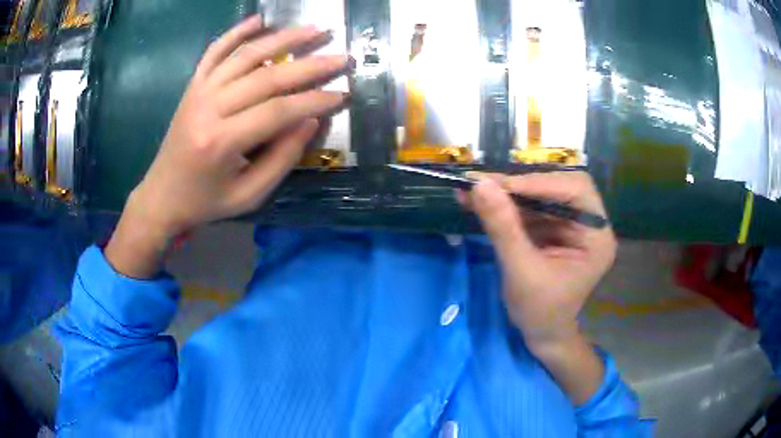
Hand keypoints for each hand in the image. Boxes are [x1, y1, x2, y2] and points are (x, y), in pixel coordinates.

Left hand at [106, 17, 348, 276]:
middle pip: (266, 77)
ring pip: (245, 55)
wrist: (161, 196)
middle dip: (309, 65)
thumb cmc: (206, 201)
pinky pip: (215, 51)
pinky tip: (259, 19)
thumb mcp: (248, 195)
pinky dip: (237, 32)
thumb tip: (311, 120)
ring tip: (314, 30)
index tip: (342, 94)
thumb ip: (281, 159)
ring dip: (283, 38)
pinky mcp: (193, 85)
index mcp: (221, 142)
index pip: (277, 111)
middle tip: (342, 57)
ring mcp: (198, 91)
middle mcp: (208, 108)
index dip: (314, 101)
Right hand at [458, 172, 615, 350]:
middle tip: (485, 184)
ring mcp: (570, 225)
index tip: (501, 185)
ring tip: (473, 191)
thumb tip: (479, 184)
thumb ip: (503, 227)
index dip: (541, 182)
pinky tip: (480, 202)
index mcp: (597, 236)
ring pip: (541, 193)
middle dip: (522, 185)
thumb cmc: (539, 311)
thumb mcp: (521, 271)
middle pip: (559, 185)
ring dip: (508, 193)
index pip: (577, 190)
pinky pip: (530, 207)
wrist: (540, 334)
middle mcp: (589, 224)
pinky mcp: (553, 228)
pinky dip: (505, 204)